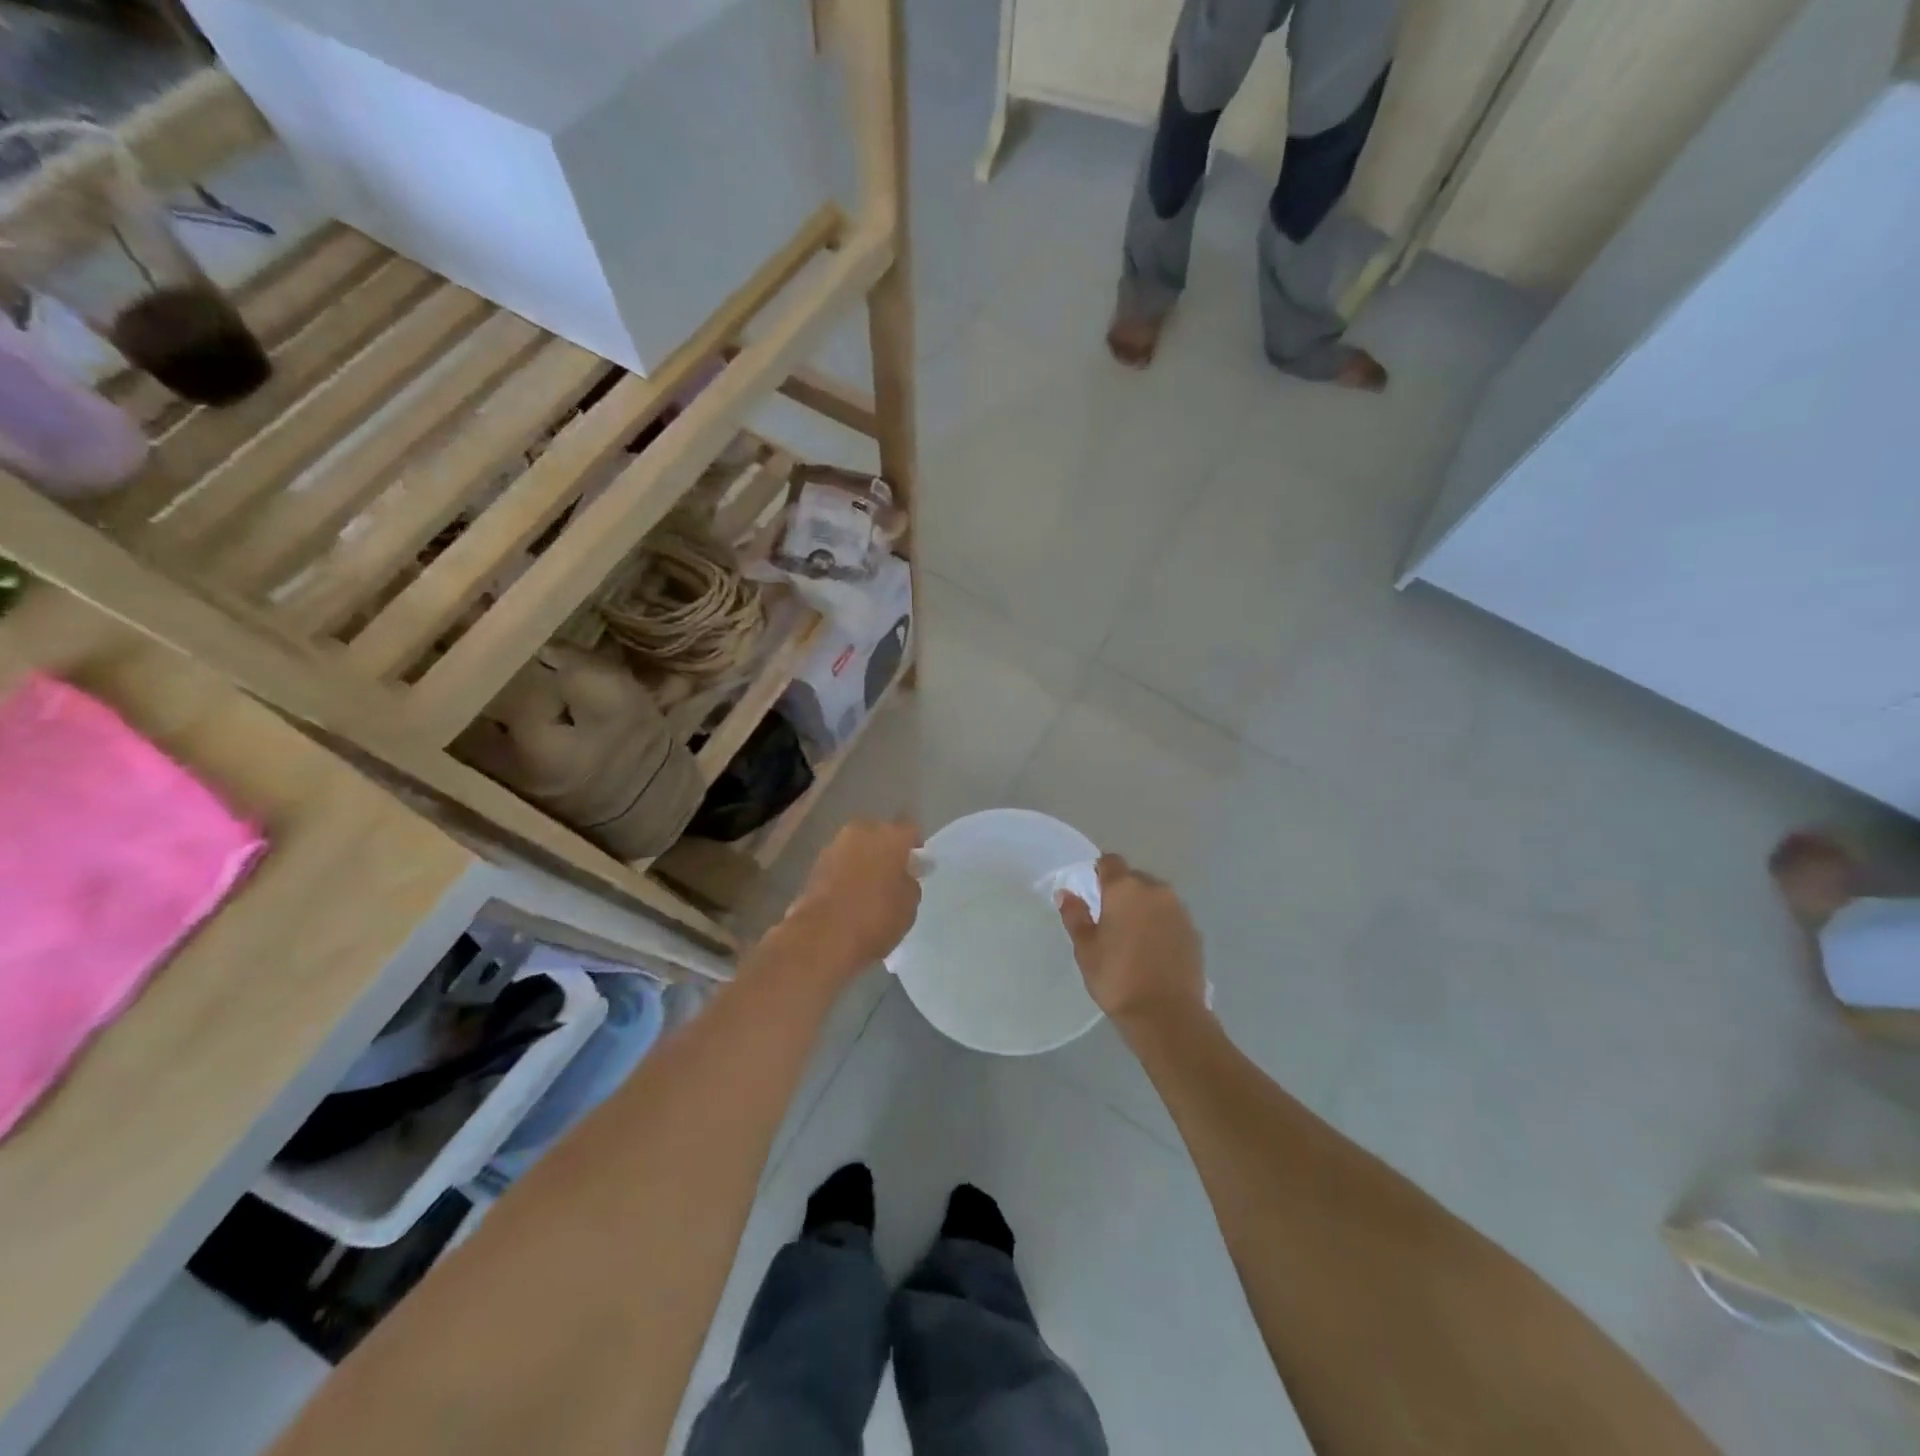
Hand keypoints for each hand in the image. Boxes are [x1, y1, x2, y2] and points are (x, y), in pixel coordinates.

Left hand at [777, 818, 922, 982]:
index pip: (910, 830)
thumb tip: (904, 876)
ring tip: (869, 888)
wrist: (822, 936)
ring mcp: (834, 847)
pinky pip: (839, 864)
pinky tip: (849, 896)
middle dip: (886, 850)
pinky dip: (845, 874)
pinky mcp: (815, 865)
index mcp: (890, 836)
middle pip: (879, 834)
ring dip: (863, 861)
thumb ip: (910, 882)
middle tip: (892, 875)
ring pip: (857, 848)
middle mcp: (862, 832)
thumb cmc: (876, 917)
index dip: (914, 845)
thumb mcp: (909, 904)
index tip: (916, 864)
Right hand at [1058, 854, 1205, 1030]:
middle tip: (1110, 919)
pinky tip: (1153, 949)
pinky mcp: (1194, 931)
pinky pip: (1171, 916)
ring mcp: (1179, 910)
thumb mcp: (1086, 948)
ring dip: (1144, 907)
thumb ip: (1075, 915)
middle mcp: (1155, 890)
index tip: (1092, 890)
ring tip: (1133, 936)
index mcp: (1125, 888)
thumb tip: (1066, 893)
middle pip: (1134, 878)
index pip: (1110, 861)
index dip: (1099, 871)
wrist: (1167, 1014)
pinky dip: (1161, 924)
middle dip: (1122, 891)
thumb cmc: (1117, 978)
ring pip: (1156, 897)